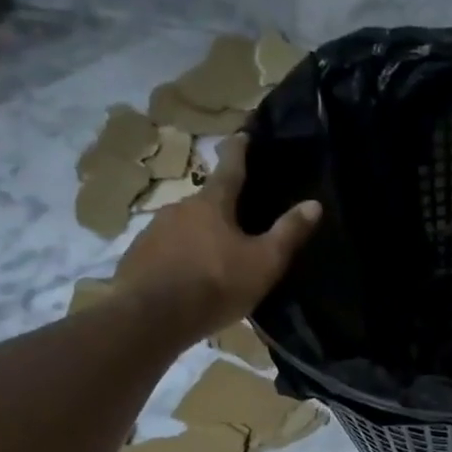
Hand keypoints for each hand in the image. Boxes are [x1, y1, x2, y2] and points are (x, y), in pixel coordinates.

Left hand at [113, 134, 320, 339]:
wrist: (152, 317)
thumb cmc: (215, 284)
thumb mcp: (263, 263)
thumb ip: (288, 233)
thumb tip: (314, 204)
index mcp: (212, 204)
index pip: (230, 168)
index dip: (239, 151)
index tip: (243, 135)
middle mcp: (179, 208)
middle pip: (206, 202)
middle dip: (221, 209)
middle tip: (237, 221)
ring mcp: (153, 231)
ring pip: (184, 227)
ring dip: (199, 236)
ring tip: (213, 257)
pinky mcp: (137, 257)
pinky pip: (165, 251)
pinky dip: (178, 258)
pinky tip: (186, 278)